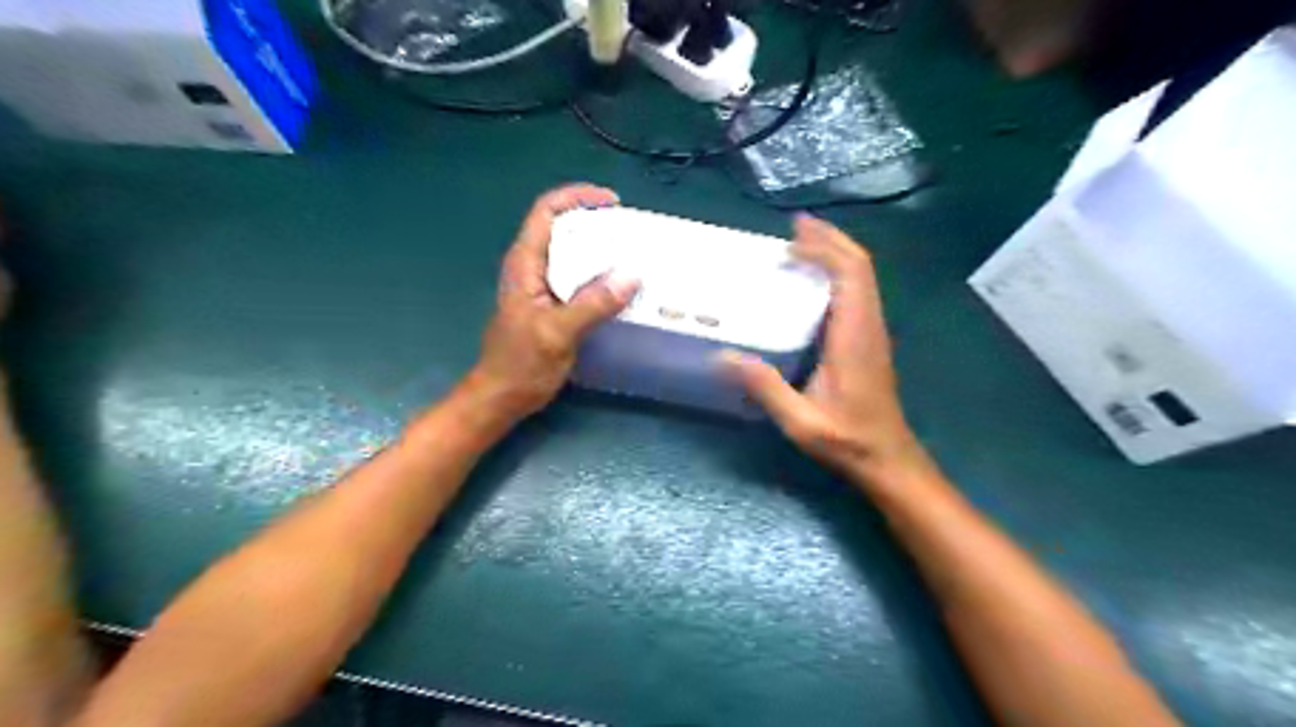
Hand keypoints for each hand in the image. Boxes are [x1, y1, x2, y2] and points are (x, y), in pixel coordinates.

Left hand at [471, 185, 642, 419]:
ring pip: (570, 254)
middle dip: (594, 221)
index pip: (546, 212)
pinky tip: (619, 286)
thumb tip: (631, 277)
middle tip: (630, 230)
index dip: (577, 197)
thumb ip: (592, 304)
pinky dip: (598, 275)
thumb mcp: (557, 333)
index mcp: (525, 264)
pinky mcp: (551, 305)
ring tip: (631, 253)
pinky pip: (577, 278)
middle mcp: (531, 268)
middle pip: (561, 227)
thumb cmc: (520, 364)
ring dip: (599, 249)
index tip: (612, 202)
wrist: (501, 397)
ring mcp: (541, 287)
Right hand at [720, 213, 921, 476]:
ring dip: (836, 253)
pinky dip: (838, 274)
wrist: (888, 459)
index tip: (793, 237)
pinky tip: (814, 282)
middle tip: (795, 227)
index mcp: (855, 336)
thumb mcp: (801, 421)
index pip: (851, 274)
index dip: (825, 248)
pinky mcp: (869, 340)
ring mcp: (873, 332)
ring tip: (802, 244)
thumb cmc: (848, 440)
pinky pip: (858, 292)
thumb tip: (723, 357)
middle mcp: (869, 325)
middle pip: (860, 266)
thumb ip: (765, 387)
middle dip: (830, 240)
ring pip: (863, 277)